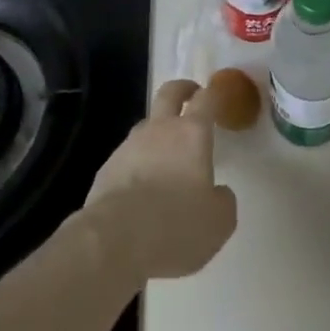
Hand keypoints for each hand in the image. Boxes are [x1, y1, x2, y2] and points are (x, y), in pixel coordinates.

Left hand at [81, 78, 236, 281]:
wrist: (116, 241)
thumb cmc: (176, 225)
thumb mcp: (218, 221)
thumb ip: (222, 200)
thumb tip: (218, 192)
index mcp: (192, 134)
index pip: (206, 99)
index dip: (213, 94)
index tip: (217, 94)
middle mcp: (160, 130)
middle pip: (169, 93)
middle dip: (182, 89)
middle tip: (190, 94)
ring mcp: (130, 146)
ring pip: (146, 125)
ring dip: (156, 132)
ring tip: (163, 155)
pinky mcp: (107, 168)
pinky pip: (126, 157)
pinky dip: (136, 164)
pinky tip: (138, 189)